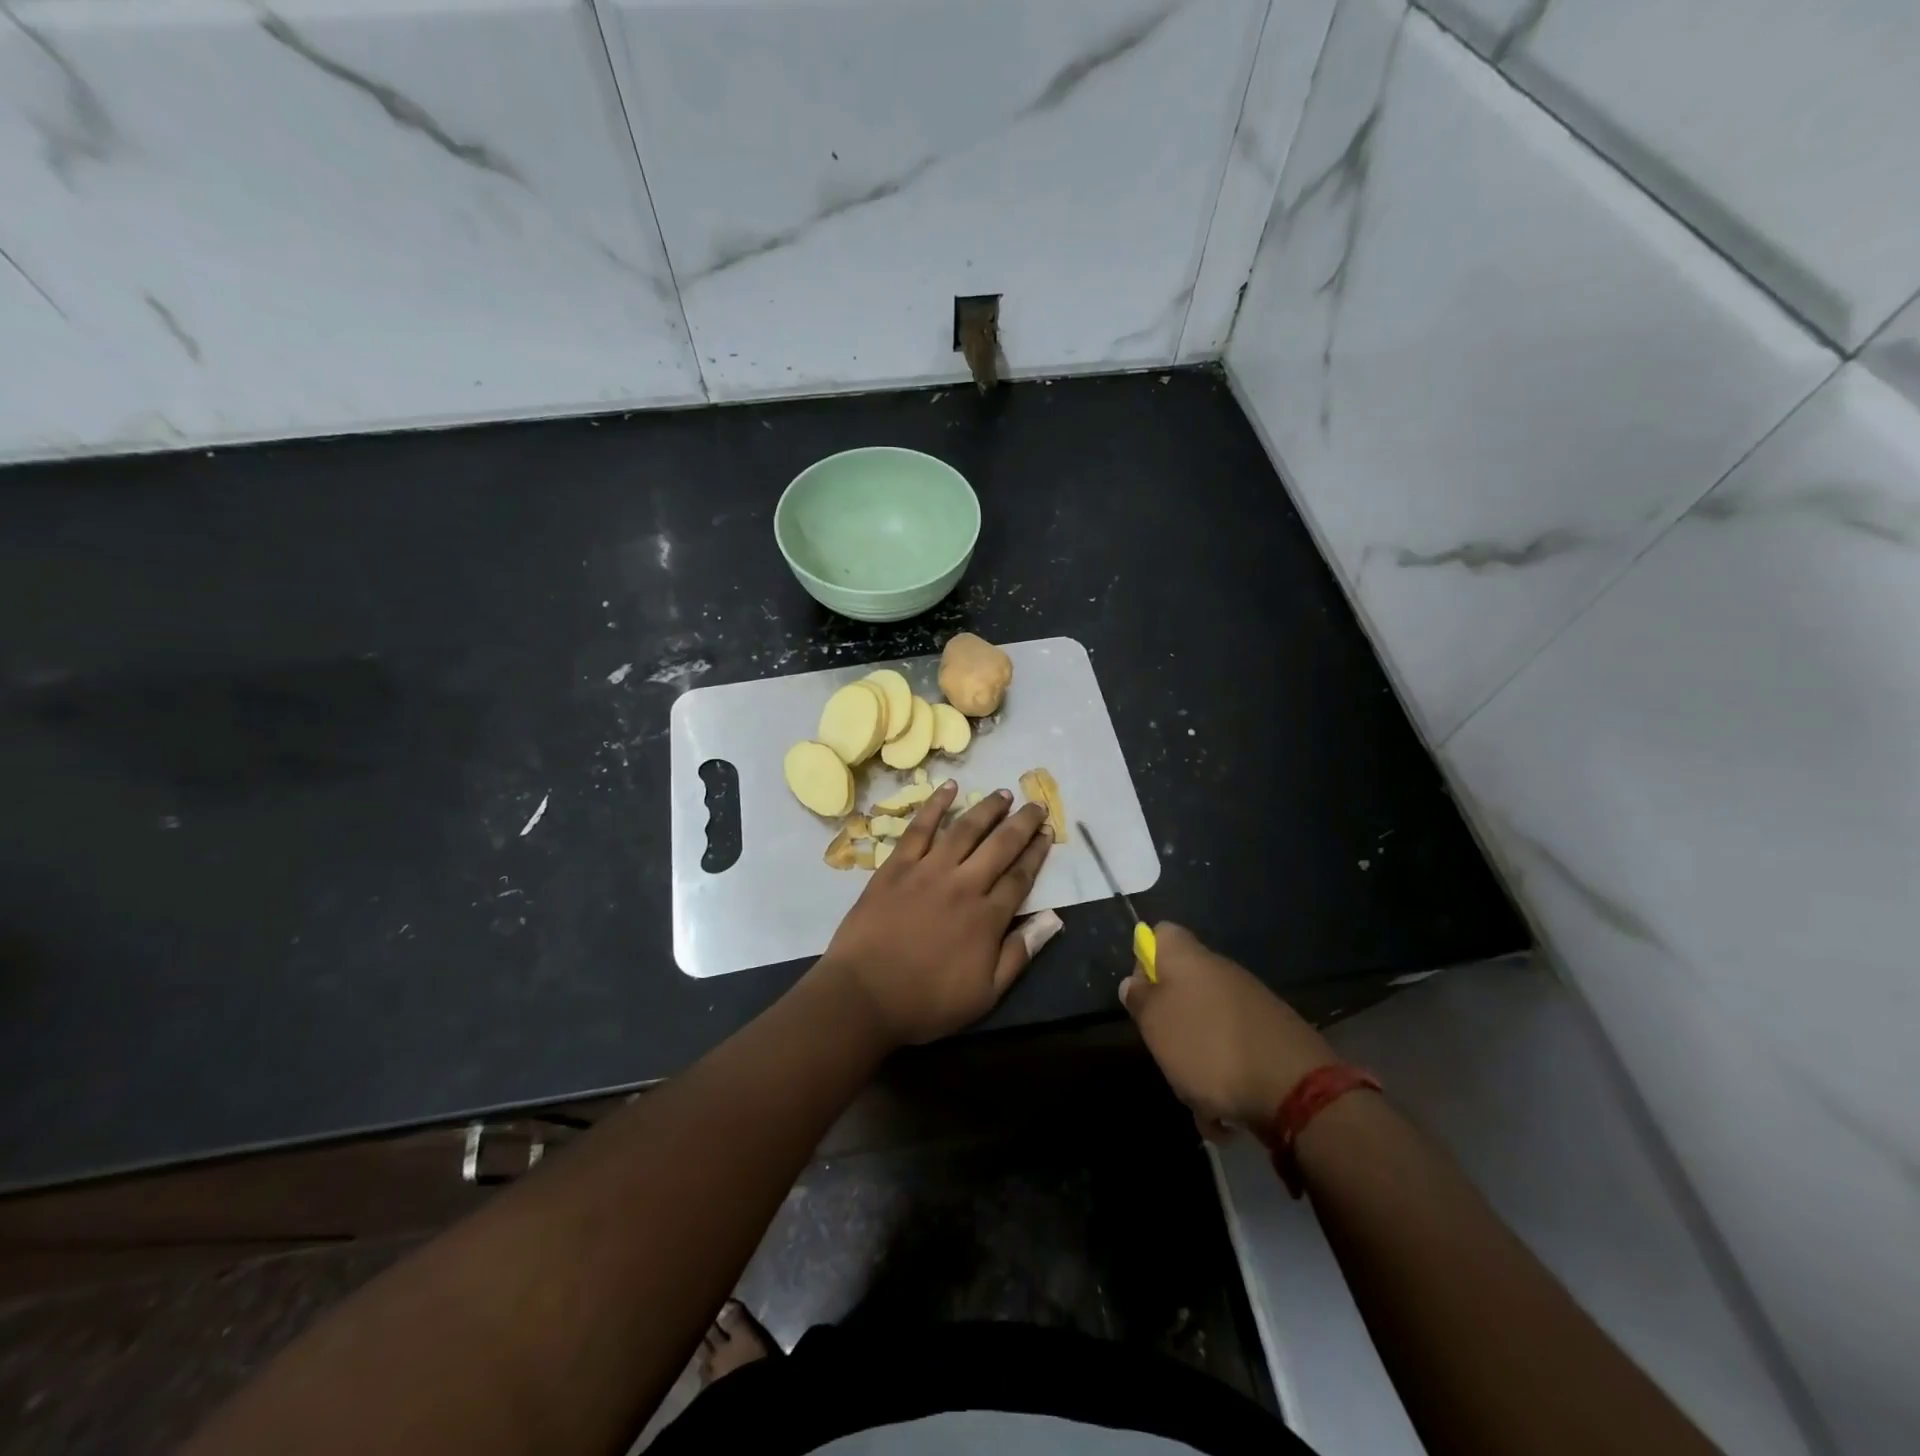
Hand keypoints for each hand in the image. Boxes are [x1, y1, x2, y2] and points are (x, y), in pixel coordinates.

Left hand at [817, 782, 1054, 1046]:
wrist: (864, 996)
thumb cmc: (926, 1002)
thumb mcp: (985, 994)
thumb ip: (1020, 954)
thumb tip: (1053, 919)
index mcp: (987, 917)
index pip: (1020, 877)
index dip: (1036, 854)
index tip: (1047, 834)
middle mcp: (963, 884)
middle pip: (1000, 845)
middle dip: (1022, 823)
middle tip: (1036, 804)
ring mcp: (928, 871)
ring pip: (965, 829)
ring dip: (987, 809)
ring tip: (1003, 794)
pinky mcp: (896, 865)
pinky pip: (919, 828)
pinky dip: (935, 804)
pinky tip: (949, 788)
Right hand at [1120, 923, 1337, 1136]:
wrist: (1295, 1090)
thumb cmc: (1209, 1048)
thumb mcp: (1156, 1024)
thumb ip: (1140, 998)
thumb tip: (1134, 981)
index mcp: (1190, 958)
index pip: (1161, 934)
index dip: (1145, 959)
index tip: (1143, 996)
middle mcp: (1222, 972)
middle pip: (1183, 986)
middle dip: (1171, 1024)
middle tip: (1165, 1053)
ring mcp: (1251, 1004)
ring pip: (1207, 1026)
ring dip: (1197, 1061)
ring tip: (1198, 1098)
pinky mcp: (1273, 1036)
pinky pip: (1235, 1051)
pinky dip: (1226, 1079)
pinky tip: (1227, 1113)